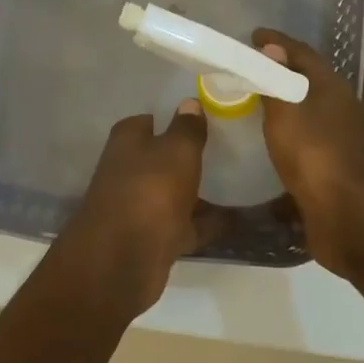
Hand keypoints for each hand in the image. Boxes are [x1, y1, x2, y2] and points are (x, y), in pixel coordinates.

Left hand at [57, 100, 223, 310]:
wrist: (123, 259)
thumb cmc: (150, 191)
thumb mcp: (176, 151)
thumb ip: (186, 128)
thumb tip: (188, 103)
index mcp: (127, 142)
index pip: (149, 120)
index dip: (173, 119)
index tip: (205, 118)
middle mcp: (128, 171)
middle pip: (162, 158)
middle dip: (188, 156)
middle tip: (230, 149)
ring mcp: (140, 207)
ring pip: (175, 193)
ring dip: (199, 192)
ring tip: (240, 183)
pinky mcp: (153, 238)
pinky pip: (186, 225)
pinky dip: (207, 223)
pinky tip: (238, 219)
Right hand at [252, 29, 363, 280]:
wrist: (353, 217)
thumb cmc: (316, 156)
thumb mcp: (287, 112)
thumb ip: (275, 81)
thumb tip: (271, 48)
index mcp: (331, 89)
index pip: (302, 53)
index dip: (277, 42)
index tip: (253, 35)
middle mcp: (338, 111)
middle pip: (307, 83)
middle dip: (279, 74)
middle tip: (247, 71)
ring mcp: (338, 143)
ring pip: (306, 116)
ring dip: (282, 109)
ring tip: (250, 107)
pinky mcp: (331, 172)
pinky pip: (303, 146)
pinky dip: (284, 140)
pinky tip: (264, 149)